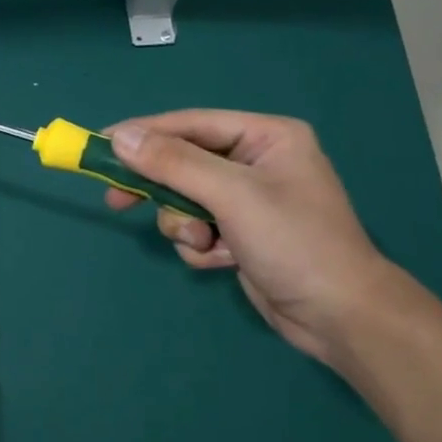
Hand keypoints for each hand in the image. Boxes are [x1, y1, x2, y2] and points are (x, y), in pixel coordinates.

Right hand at [103, 110, 407, 368]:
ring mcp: (249, 201)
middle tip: (116, 199)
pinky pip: (198, 228)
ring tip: (204, 243)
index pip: (191, 124)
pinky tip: (223, 260)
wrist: (340, 317)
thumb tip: (118, 136)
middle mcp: (257, 162)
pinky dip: (201, 245)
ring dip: (184, 224)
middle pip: (184, 162)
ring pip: (185, 200)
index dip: (145, 133)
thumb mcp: (230, 194)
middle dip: (161, 188)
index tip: (101, 144)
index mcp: (266, 137)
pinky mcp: (242, 234)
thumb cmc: (293, 241)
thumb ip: (172, 162)